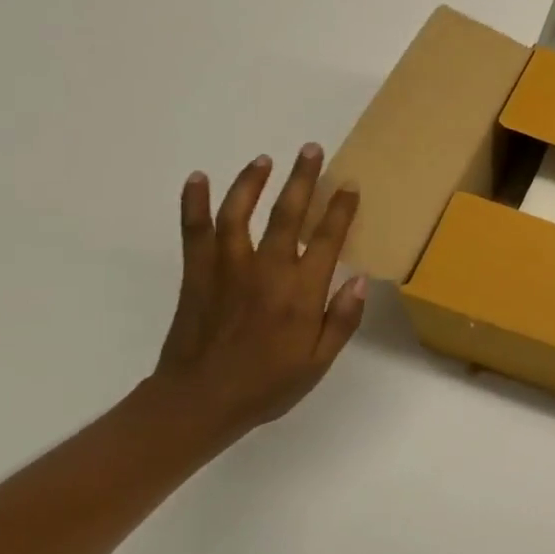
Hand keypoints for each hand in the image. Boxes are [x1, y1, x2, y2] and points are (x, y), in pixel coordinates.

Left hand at [149, 143, 365, 435]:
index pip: (327, 239)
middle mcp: (267, 271)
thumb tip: (360, 279)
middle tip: (312, 149)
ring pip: (241, 214)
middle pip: (288, 214)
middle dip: (303, 179)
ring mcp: (228, 269)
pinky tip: (198, 178)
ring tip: (265, 158)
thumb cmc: (266, 385)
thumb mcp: (318, 363)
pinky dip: (194, 204)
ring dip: (253, 182)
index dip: (340, 209)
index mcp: (301, 293)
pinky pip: (195, 232)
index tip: (348, 185)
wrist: (198, 404)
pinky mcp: (197, 274)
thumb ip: (342, 320)